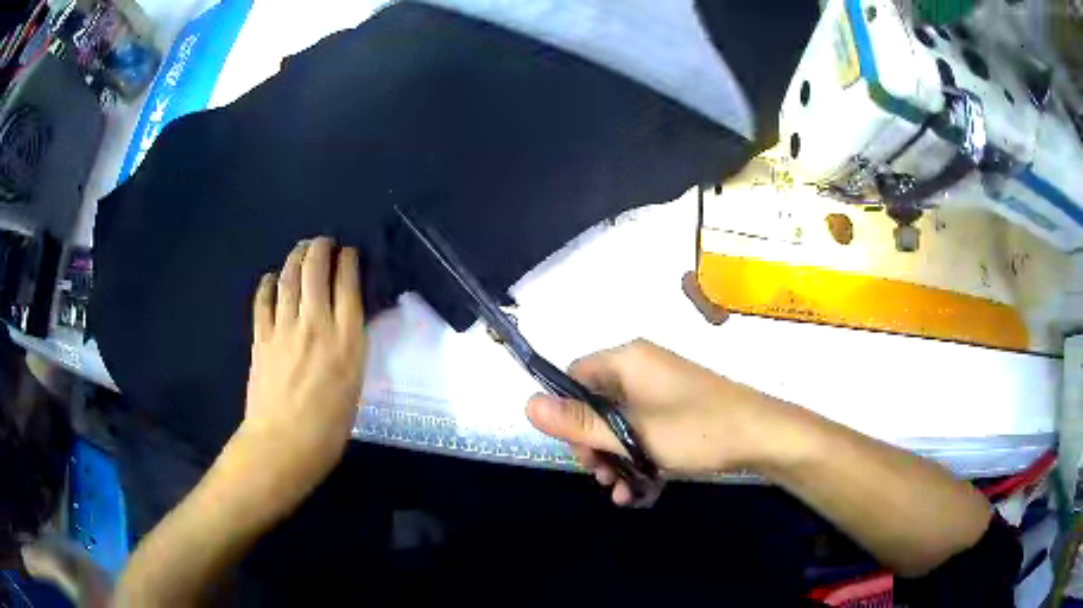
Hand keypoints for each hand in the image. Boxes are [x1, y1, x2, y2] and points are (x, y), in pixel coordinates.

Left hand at [232, 237, 366, 501]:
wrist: (283, 444)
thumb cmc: (329, 426)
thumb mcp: (355, 384)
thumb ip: (352, 347)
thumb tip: (350, 322)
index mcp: (346, 339)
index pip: (347, 283)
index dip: (348, 260)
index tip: (349, 252)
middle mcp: (315, 324)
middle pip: (315, 270)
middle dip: (320, 248)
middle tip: (323, 242)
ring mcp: (284, 328)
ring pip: (289, 278)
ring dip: (295, 257)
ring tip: (301, 249)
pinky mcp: (261, 338)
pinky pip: (263, 301)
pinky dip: (267, 284)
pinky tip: (270, 278)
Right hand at [526, 339, 781, 504]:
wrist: (762, 435)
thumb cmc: (696, 430)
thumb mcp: (632, 432)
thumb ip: (580, 422)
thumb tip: (527, 404)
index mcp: (627, 360)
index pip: (574, 377)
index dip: (567, 415)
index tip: (578, 451)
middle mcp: (641, 369)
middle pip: (596, 404)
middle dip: (594, 446)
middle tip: (601, 477)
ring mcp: (661, 390)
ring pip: (620, 423)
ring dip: (615, 459)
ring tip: (620, 492)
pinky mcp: (677, 409)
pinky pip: (643, 430)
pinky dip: (637, 457)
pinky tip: (639, 490)